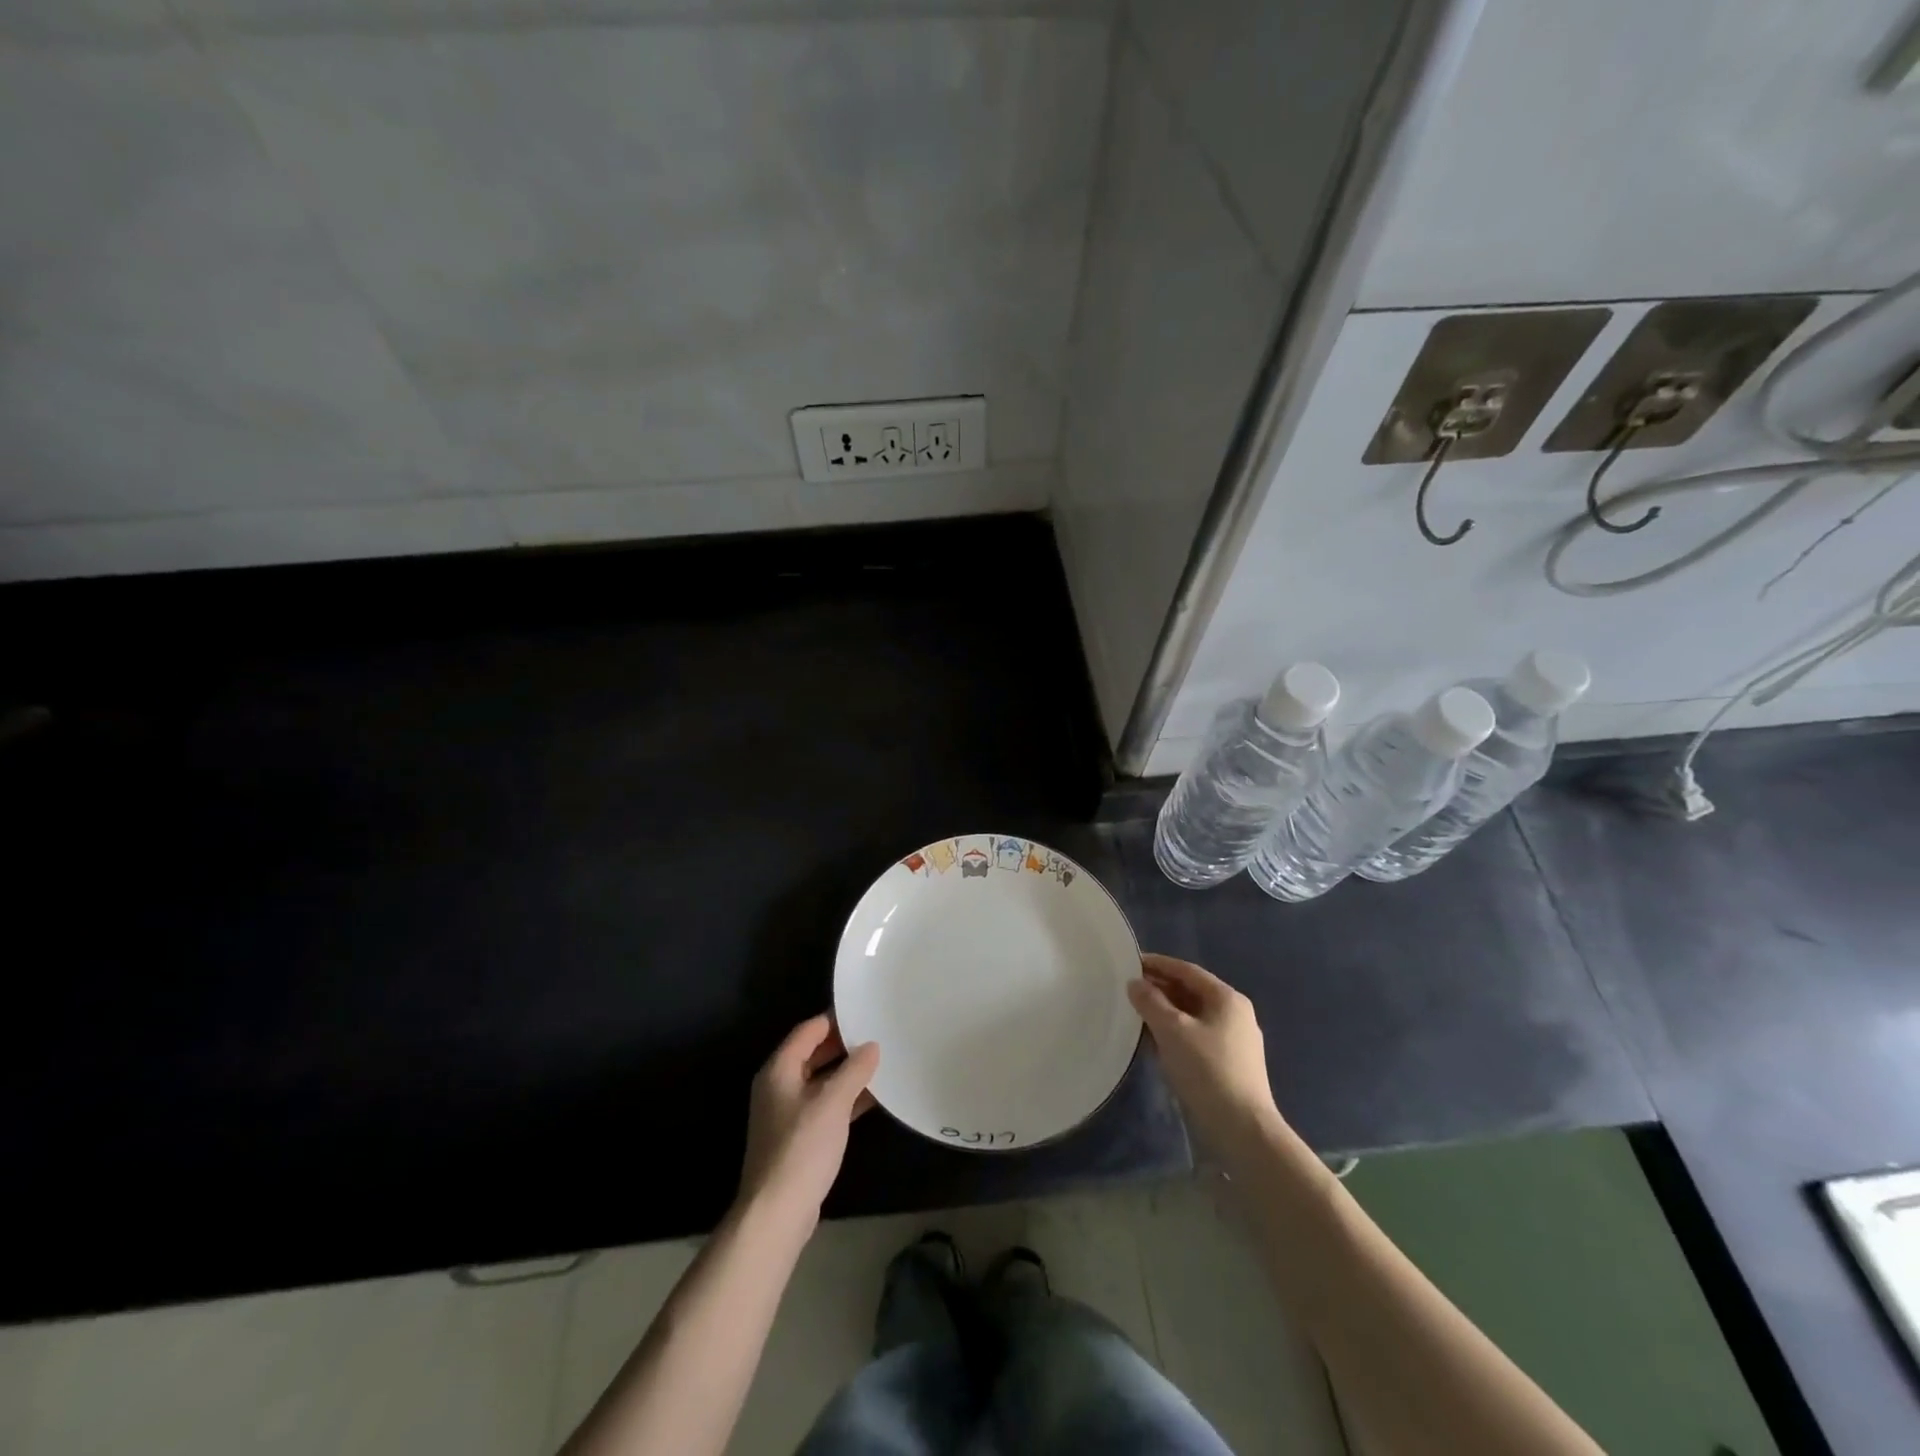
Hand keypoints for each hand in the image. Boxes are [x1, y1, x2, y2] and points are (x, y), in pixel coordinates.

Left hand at [738, 1015, 878, 1228]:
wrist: (776, 1213)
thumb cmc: (802, 1148)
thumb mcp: (833, 1102)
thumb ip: (854, 1070)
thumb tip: (871, 1046)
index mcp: (779, 1069)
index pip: (809, 1030)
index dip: (836, 1020)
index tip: (866, 1012)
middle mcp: (779, 1085)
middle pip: (814, 1054)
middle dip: (845, 1046)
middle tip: (879, 1035)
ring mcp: (787, 1113)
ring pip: (821, 1081)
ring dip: (847, 1073)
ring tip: (881, 1062)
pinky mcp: (798, 1137)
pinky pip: (825, 1105)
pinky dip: (845, 1098)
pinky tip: (873, 1098)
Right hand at [1129, 954, 1281, 1158]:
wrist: (1243, 1129)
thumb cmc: (1207, 1070)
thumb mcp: (1172, 1030)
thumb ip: (1150, 1002)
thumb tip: (1135, 983)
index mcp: (1227, 999)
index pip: (1187, 970)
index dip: (1158, 964)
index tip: (1131, 962)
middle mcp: (1235, 1014)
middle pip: (1192, 992)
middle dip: (1160, 988)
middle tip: (1129, 989)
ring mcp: (1235, 1041)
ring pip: (1193, 1016)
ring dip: (1166, 1012)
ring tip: (1137, 1013)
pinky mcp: (1230, 1065)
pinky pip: (1197, 1036)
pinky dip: (1176, 1033)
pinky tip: (1156, 1042)